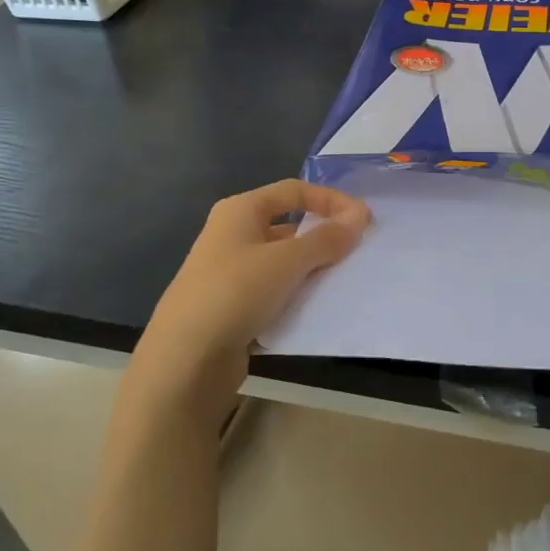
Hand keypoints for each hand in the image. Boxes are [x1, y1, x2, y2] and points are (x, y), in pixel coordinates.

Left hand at [126, 181, 370, 413]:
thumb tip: (360, 214)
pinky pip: (275, 293)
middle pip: (289, 226)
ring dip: (313, 270)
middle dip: (324, 238)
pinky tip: (319, 310)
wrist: (185, 359)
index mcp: (240, 211)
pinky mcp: (233, 308)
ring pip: (283, 263)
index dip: (331, 200)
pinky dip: (297, 297)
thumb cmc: (236, 292)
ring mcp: (231, 273)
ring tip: (344, 283)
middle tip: (358, 254)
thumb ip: (327, 238)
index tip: (364, 221)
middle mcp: (233, 236)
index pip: (294, 191)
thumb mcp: (287, 261)